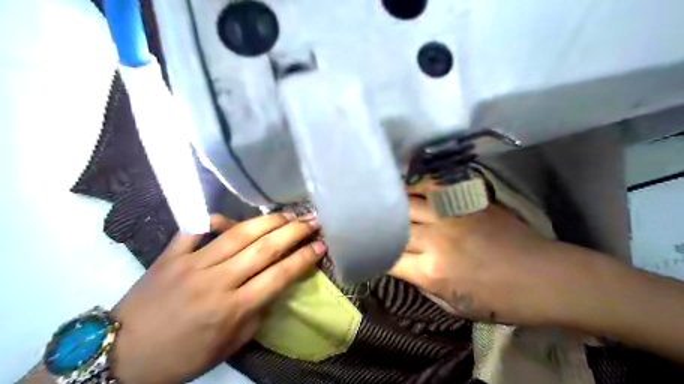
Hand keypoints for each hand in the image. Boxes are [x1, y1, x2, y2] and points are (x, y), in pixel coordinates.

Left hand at [107, 213, 324, 383]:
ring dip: (268, 221)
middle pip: (264, 248)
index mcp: (233, 309)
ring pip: (238, 233)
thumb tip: (275, 284)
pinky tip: (234, 217)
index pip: (279, 276)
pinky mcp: (171, 255)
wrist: (120, 355)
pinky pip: (197, 229)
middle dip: (294, 232)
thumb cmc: (182, 357)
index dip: (304, 258)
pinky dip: (217, 220)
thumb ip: (257, 313)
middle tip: (313, 220)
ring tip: (288, 214)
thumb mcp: (230, 345)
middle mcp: (217, 281)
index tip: (321, 245)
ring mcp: (192, 264)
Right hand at [389, 192, 587, 326]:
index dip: (375, 255)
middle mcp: (436, 239)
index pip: (388, 258)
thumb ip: (423, 284)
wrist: (544, 276)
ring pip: (408, 202)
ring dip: (393, 203)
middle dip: (379, 227)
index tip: (371, 252)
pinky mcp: (465, 202)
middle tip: (371, 223)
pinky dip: (417, 187)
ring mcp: (451, 216)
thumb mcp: (454, 306)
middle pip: (394, 227)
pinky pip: (433, 188)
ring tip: (383, 201)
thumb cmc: (501, 300)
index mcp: (432, 271)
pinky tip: (409, 188)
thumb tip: (405, 266)